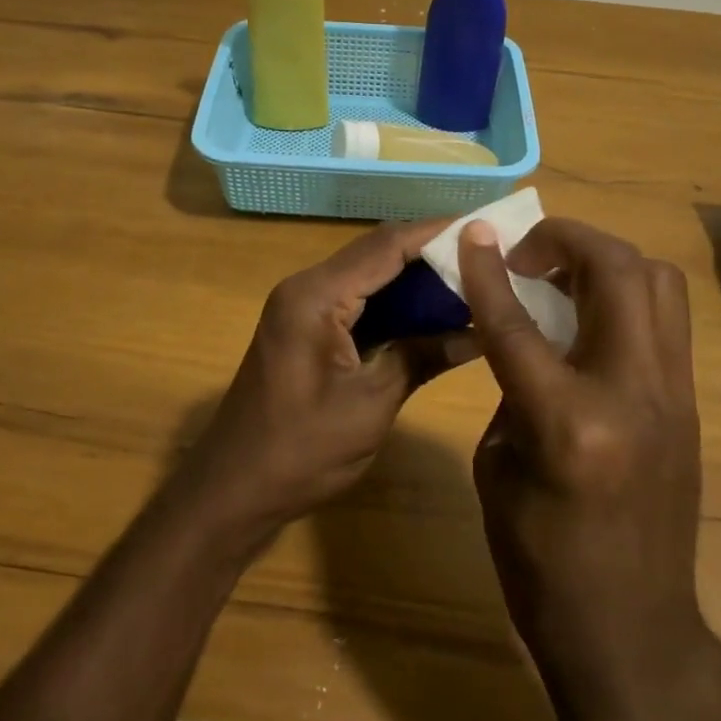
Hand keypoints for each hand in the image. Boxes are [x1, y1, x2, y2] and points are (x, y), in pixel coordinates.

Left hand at [182, 219, 478, 537]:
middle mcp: (307, 288)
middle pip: (378, 252)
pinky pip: (358, 300)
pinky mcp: (307, 328)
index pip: (386, 246)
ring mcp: (303, 307)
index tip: (487, 229)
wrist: (232, 490)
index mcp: (317, 297)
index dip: (437, 233)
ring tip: (472, 280)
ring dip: (416, 277)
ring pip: (370, 275)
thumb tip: (480, 332)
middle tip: (488, 257)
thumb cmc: (299, 451)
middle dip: (432, 253)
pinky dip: (396, 302)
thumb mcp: (371, 405)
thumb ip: (421, 357)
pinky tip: (433, 312)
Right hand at [458, 217, 703, 680]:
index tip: (474, 234)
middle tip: (527, 254)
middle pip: (616, 270)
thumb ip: (512, 388)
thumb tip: (526, 338)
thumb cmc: (541, 563)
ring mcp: (674, 395)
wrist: (631, 631)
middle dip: (566, 239)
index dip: (489, 269)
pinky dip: (625, 295)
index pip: (518, 321)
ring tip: (562, 276)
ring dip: (604, 260)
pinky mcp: (691, 404)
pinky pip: (664, 318)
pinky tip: (590, 317)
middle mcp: (634, 393)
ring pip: (658, 281)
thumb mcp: (498, 468)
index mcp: (569, 421)